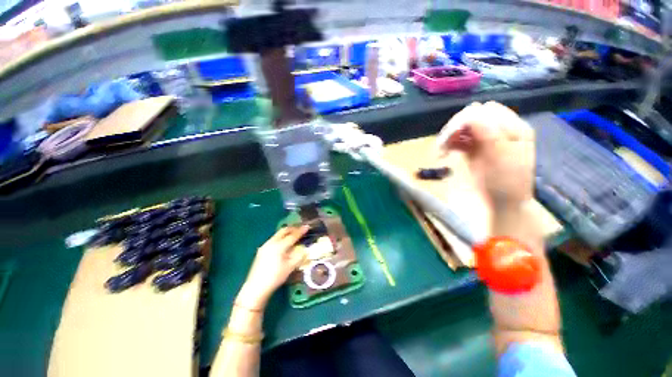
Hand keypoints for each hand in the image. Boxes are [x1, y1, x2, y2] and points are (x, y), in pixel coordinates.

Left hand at [236, 226, 308, 309]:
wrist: (255, 288)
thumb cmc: (275, 277)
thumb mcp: (290, 267)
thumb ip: (299, 256)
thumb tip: (305, 249)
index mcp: (279, 246)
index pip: (292, 236)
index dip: (301, 231)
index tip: (307, 226)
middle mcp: (271, 242)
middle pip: (283, 231)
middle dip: (293, 229)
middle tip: (300, 229)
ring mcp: (265, 246)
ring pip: (278, 234)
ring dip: (286, 233)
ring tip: (293, 235)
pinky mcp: (262, 250)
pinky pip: (274, 239)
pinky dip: (281, 238)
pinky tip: (284, 244)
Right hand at [437, 102, 534, 213]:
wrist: (503, 202)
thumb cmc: (506, 182)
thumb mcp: (501, 156)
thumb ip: (489, 132)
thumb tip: (470, 110)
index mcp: (514, 127)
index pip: (485, 111)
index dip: (466, 120)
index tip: (451, 136)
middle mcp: (500, 129)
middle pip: (473, 116)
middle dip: (455, 127)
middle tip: (442, 145)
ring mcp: (487, 138)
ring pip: (464, 127)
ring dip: (450, 136)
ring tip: (442, 150)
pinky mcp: (475, 148)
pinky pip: (460, 138)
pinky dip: (450, 143)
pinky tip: (445, 152)